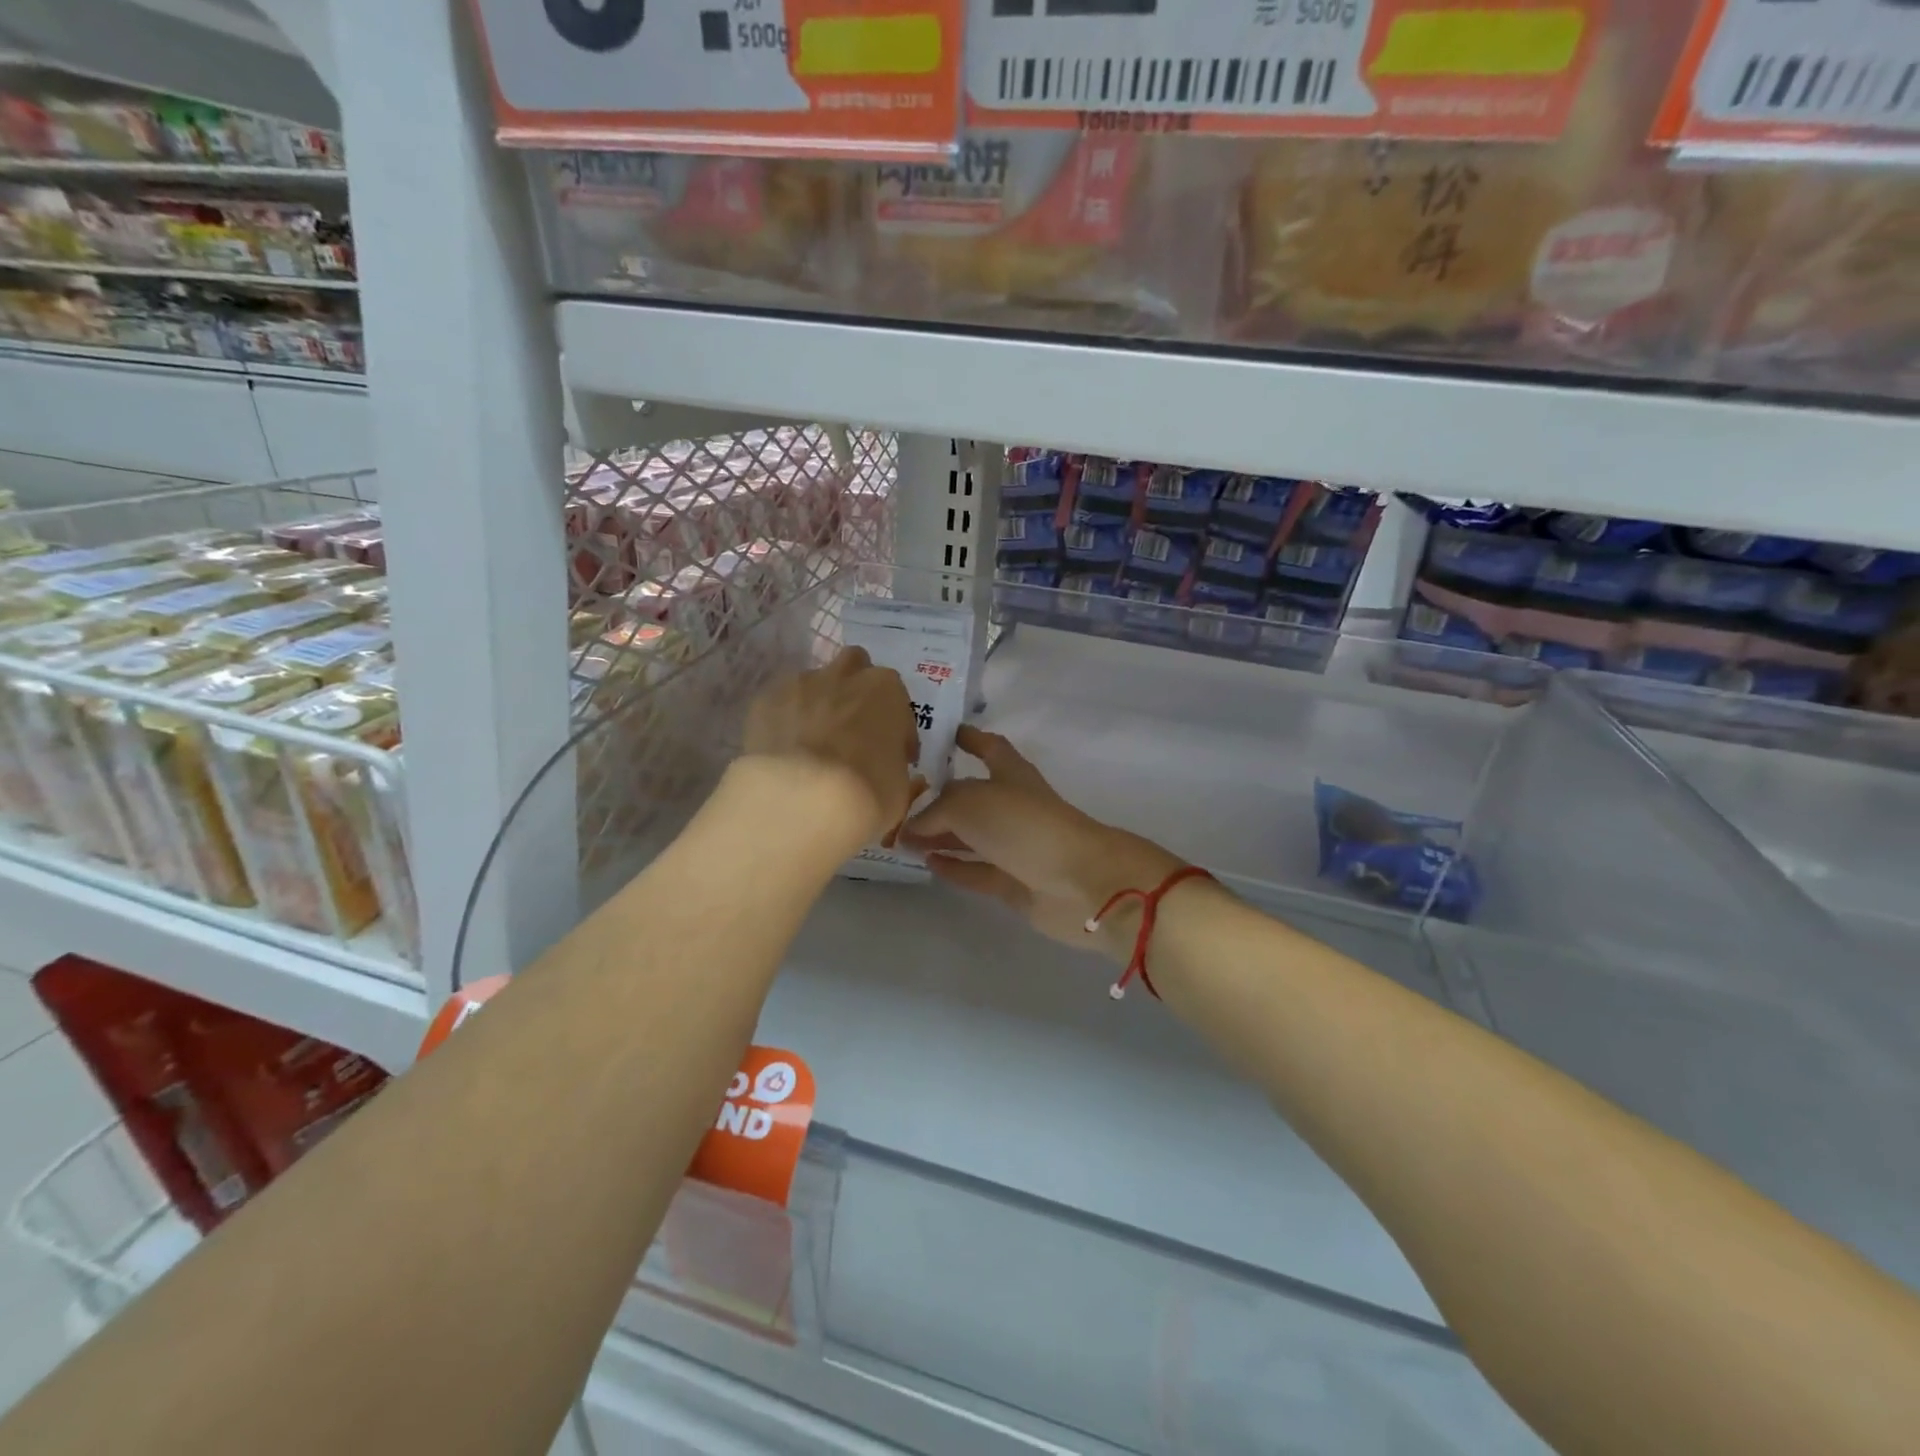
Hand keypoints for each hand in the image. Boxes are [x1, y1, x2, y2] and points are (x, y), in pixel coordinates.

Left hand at [743, 647, 919, 839]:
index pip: (897, 702)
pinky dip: (786, 721)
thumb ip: (896, 767)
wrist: (802, 798)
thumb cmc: (867, 791)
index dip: (895, 730)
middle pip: (853, 668)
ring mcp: (800, 683)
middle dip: (855, 692)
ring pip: (813, 685)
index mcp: (886, 689)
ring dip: (818, 705)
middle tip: (854, 731)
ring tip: (813, 744)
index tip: (892, 755)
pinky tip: (785, 751)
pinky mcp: (764, 699)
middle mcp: (845, 674)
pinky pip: (781, 705)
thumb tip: (893, 770)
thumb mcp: (900, 787)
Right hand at [901, 725, 1182, 956]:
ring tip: (902, 837)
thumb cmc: (1024, 825)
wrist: (1078, 881)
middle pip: (972, 797)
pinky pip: (977, 871)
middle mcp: (1014, 806)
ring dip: (940, 835)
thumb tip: (912, 826)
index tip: (942, 733)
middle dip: (940, 797)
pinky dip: (954, 867)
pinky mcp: (1014, 881)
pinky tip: (927, 862)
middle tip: (900, 798)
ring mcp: (1016, 845)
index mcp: (1011, 774)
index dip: (968, 738)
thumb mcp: (968, 802)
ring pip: (972, 837)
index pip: (988, 747)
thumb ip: (934, 810)